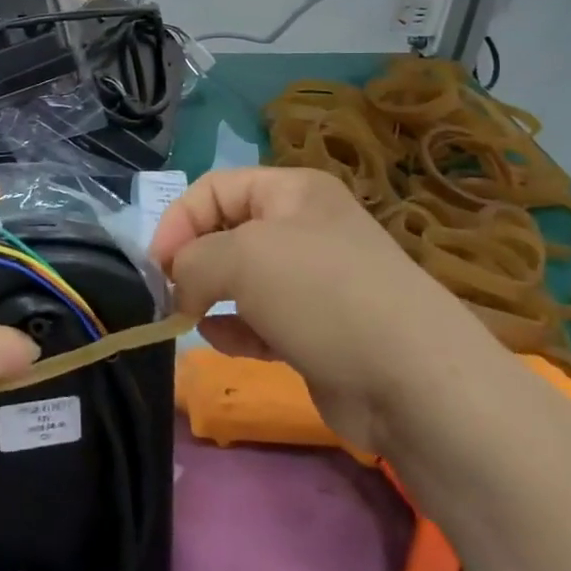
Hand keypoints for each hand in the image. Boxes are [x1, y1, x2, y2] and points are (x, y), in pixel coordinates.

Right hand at [150, 167, 503, 455]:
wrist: (412, 381)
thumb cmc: (321, 294)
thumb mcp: (242, 257)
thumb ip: (193, 261)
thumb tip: (179, 287)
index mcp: (291, 191)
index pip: (214, 188)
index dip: (179, 219)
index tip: (157, 265)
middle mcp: (303, 228)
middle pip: (227, 232)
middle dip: (193, 260)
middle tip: (170, 294)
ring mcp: (313, 283)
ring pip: (242, 279)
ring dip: (210, 296)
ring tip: (187, 317)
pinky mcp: (317, 332)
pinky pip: (261, 320)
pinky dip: (235, 327)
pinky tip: (217, 340)